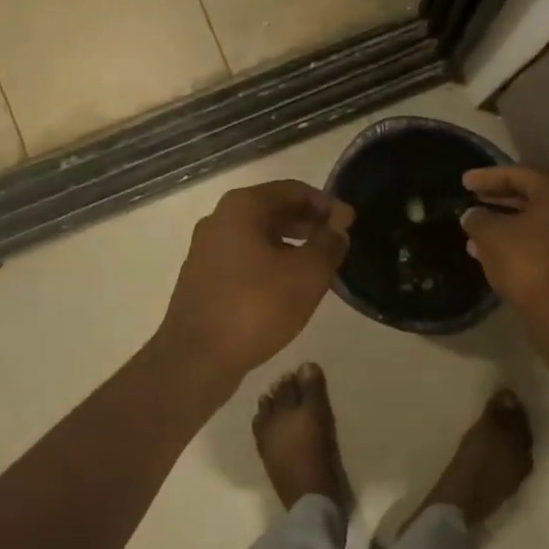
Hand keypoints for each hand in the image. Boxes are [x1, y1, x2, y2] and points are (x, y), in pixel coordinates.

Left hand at [158, 180, 354, 378]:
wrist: (197, 357)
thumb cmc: (257, 307)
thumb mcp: (307, 274)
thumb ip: (329, 244)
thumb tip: (337, 228)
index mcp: (243, 207)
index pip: (294, 190)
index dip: (327, 204)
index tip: (350, 223)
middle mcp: (219, 219)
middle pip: (274, 210)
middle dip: (309, 223)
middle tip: (338, 242)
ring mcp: (207, 249)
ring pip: (259, 236)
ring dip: (292, 244)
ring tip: (319, 265)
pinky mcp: (203, 278)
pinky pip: (245, 258)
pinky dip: (272, 262)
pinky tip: (289, 286)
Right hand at [461, 165, 548, 311]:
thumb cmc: (526, 260)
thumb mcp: (491, 235)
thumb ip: (478, 219)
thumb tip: (472, 216)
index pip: (517, 174)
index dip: (486, 177)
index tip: (463, 182)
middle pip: (530, 196)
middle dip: (498, 200)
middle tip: (472, 199)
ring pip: (534, 221)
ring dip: (505, 224)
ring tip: (475, 229)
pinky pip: (541, 241)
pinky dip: (517, 241)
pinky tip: (490, 252)